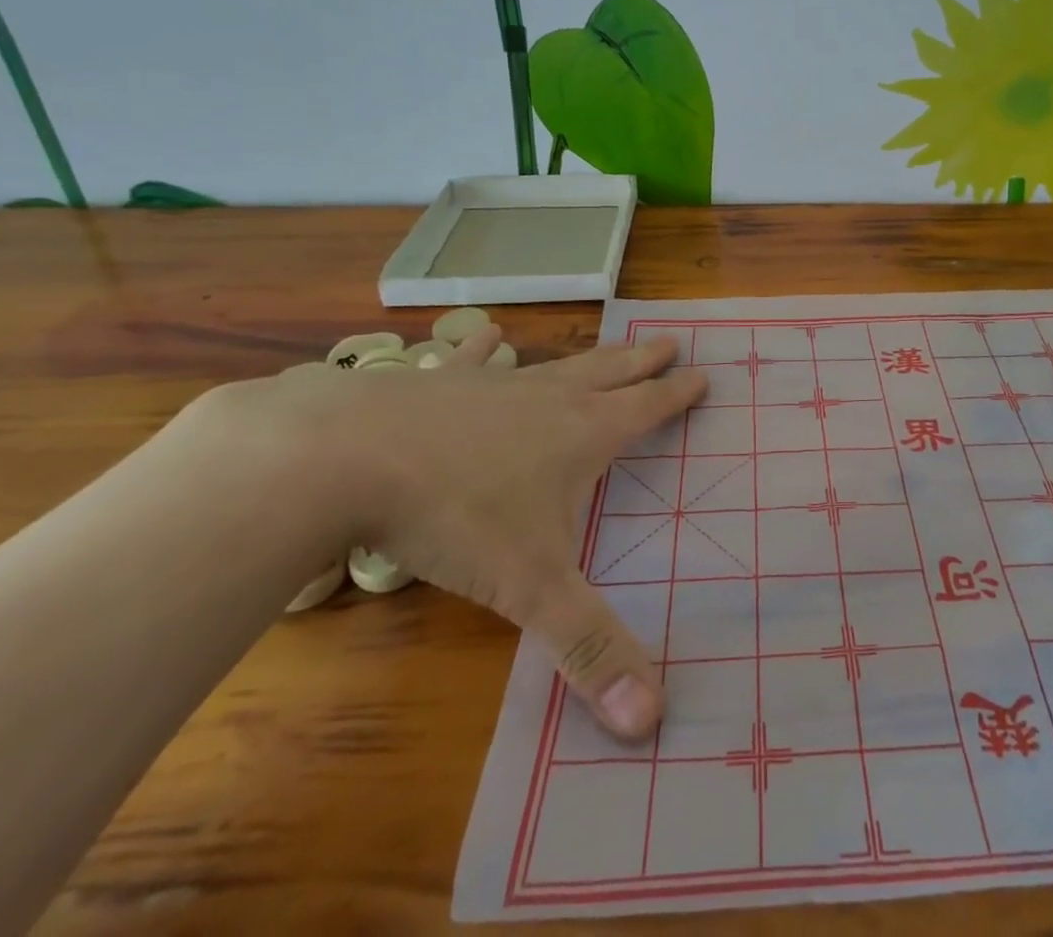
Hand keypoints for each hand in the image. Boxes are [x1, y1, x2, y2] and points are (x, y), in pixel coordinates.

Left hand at [224, 329, 706, 740]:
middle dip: (643, 362)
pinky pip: (475, 359)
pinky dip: (487, 346)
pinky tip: (491, 333)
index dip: (676, 394)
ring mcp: (493, 385)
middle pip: (610, 374)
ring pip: (555, 364)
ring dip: (587, 355)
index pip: (646, 410)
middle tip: (668, 339)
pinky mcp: (440, 381)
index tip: (701, 372)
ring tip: (609, 340)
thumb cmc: (455, 516)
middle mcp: (547, 399)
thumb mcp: (530, 589)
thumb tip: (653, 720)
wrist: (350, 455)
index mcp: (581, 435)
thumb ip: (588, 649)